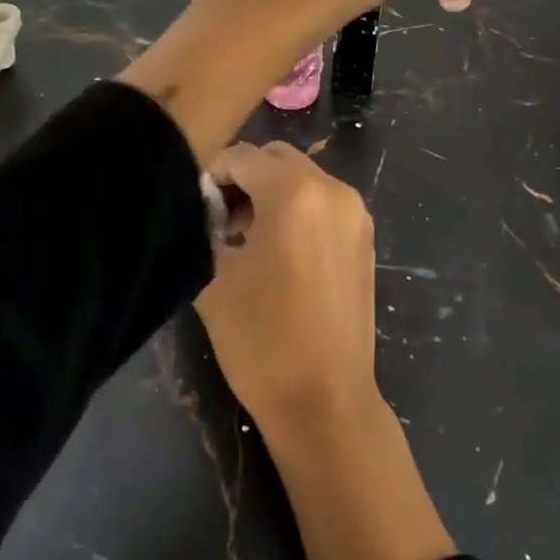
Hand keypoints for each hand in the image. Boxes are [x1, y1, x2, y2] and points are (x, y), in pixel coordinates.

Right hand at [197, 143, 458, 559]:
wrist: (326, 402)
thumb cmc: (263, 341)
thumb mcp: (215, 278)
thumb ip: (204, 226)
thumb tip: (203, 204)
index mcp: (295, 191)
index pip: (243, 156)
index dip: (212, 174)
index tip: (194, 205)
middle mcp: (332, 188)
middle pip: (276, 158)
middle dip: (243, 178)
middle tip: (217, 218)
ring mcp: (354, 210)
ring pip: (301, 177)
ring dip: (270, 192)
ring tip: (243, 236)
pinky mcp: (364, 234)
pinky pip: (322, 200)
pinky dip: (296, 207)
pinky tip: (277, 248)